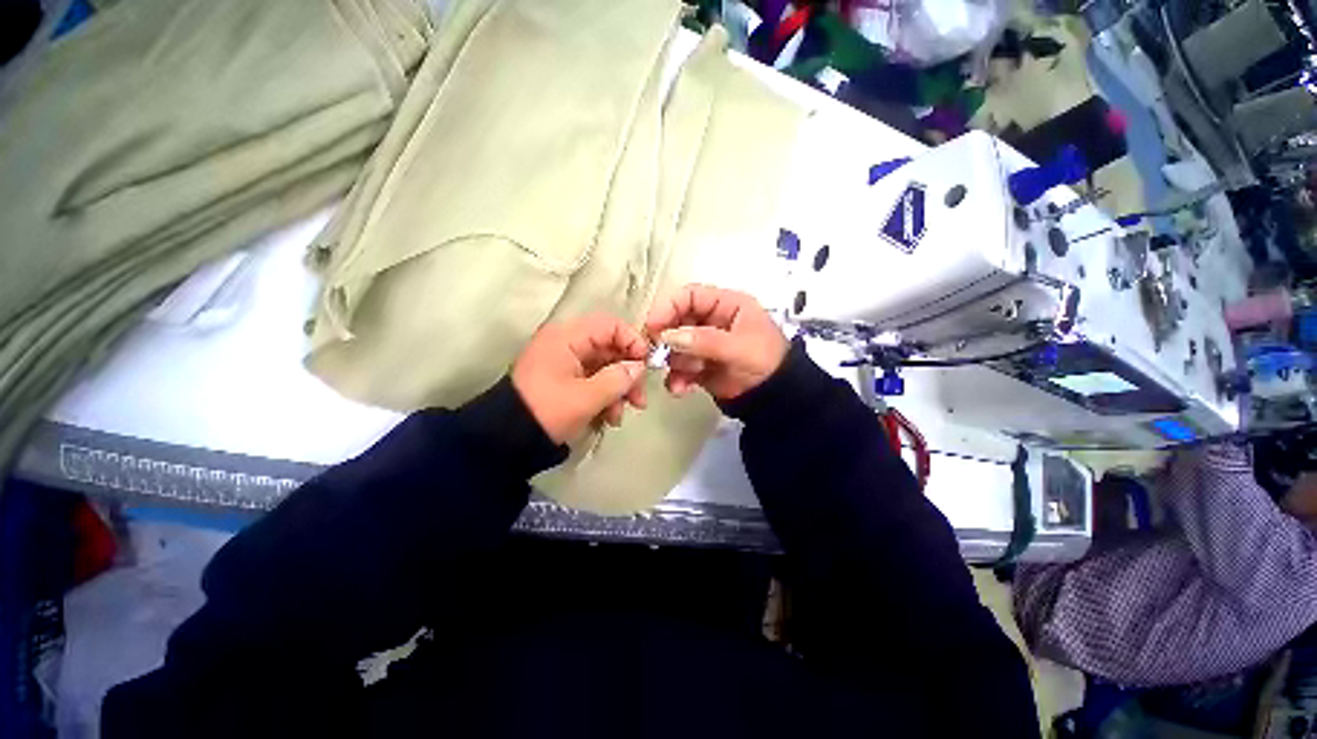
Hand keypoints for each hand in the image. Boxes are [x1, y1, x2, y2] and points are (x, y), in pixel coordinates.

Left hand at [512, 315, 648, 443]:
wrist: (506, 440)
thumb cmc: (546, 411)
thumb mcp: (586, 397)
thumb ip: (618, 379)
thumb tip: (639, 368)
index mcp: (567, 337)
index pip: (610, 325)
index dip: (632, 341)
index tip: (646, 364)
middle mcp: (567, 343)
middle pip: (610, 348)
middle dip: (628, 373)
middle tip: (639, 398)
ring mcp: (566, 362)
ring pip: (604, 367)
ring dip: (618, 389)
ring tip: (620, 415)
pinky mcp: (565, 379)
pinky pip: (594, 380)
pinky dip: (605, 396)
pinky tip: (609, 418)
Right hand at [644, 284, 787, 400]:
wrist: (775, 399)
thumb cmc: (766, 362)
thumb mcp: (739, 347)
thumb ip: (704, 340)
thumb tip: (668, 337)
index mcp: (725, 305)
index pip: (689, 296)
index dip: (668, 307)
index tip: (652, 326)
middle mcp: (711, 321)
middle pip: (677, 321)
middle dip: (667, 338)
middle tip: (656, 353)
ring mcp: (703, 345)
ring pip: (675, 346)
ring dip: (674, 361)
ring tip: (684, 374)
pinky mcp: (699, 366)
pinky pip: (679, 368)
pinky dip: (676, 378)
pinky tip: (680, 388)